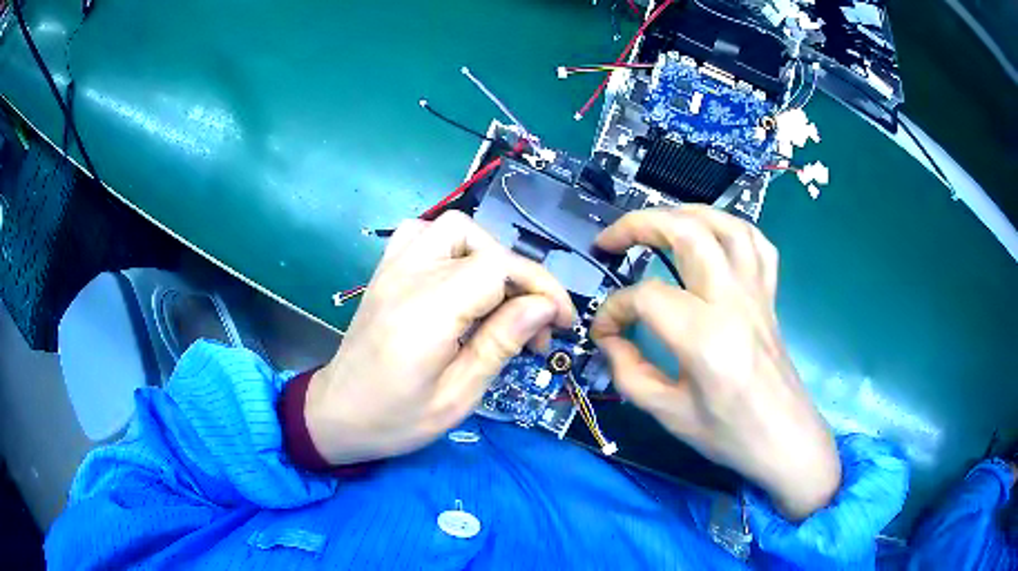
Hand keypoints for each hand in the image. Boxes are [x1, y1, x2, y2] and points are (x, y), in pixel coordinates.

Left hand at [304, 212, 574, 464]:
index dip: (539, 287)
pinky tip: (458, 277)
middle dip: (520, 277)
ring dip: (487, 254)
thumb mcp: (457, 397)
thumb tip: (543, 307)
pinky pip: (421, 232)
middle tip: (532, 322)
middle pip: (482, 244)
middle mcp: (409, 278)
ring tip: (498, 297)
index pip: (498, 268)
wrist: (336, 414)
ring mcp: (392, 269)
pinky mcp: (384, 271)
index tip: (560, 322)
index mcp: (427, 313)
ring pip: (453, 228)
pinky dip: (451, 245)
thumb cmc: (395, 419)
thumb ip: (499, 344)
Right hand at [590, 206, 839, 520]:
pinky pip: (757, 244)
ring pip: (725, 225)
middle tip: (610, 240)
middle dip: (640, 225)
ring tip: (657, 224)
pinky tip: (711, 239)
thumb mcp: (669, 414)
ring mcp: (756, 293)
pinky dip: (729, 228)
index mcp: (705, 337)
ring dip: (685, 214)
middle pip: (688, 233)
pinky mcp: (769, 296)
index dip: (614, 310)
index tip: (603, 332)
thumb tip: (609, 339)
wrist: (785, 440)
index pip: (647, 298)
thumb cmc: (729, 434)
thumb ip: (629, 372)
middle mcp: (733, 302)